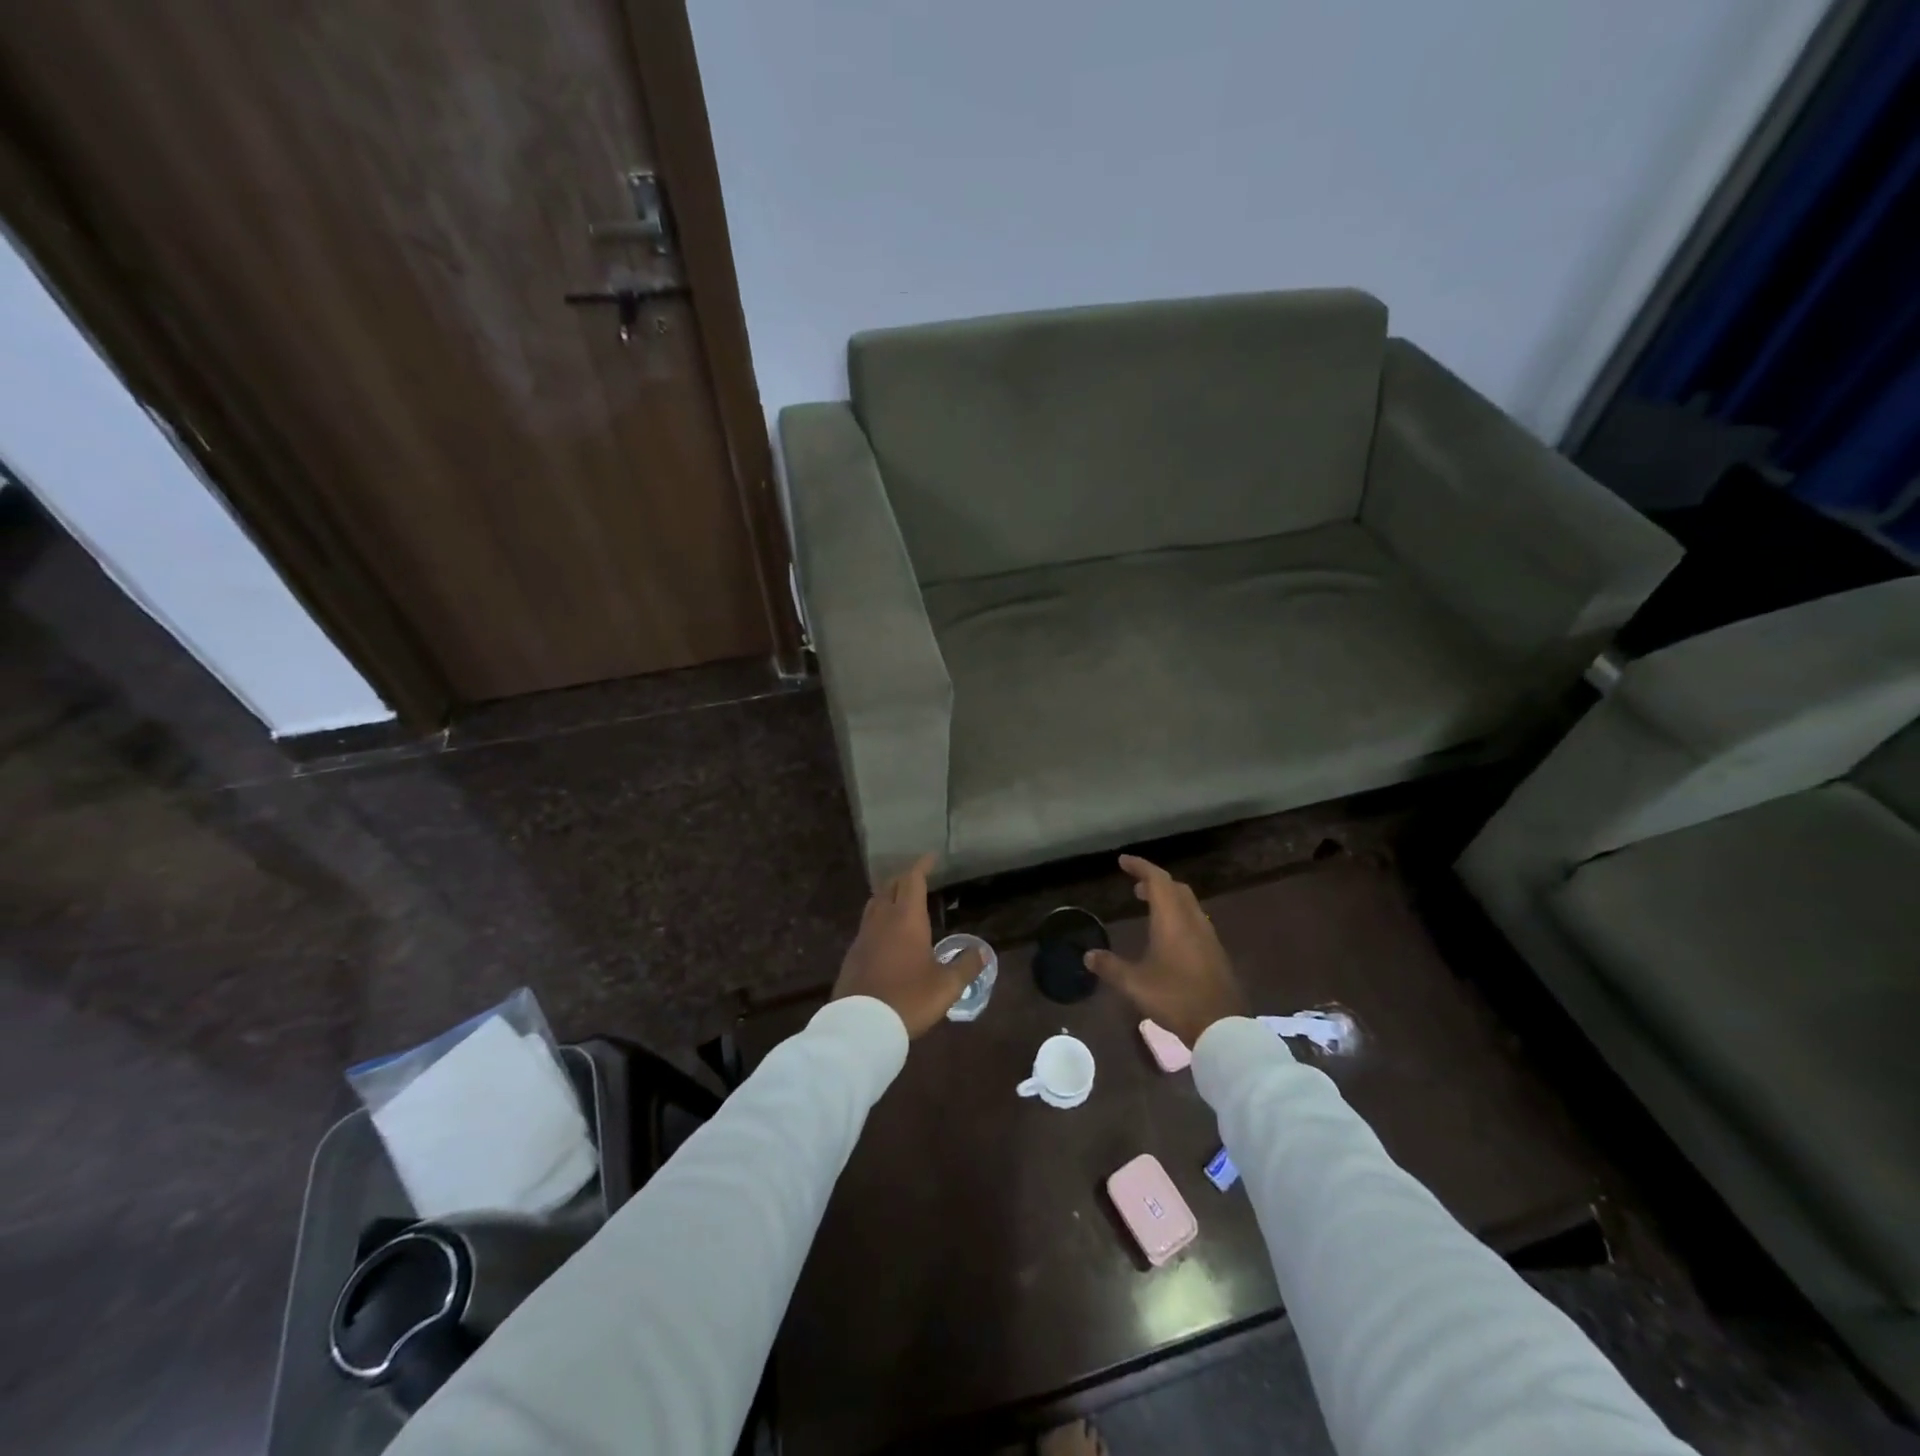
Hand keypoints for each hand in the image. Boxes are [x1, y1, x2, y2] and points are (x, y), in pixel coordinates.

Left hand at [833, 854, 982, 1036]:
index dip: (922, 866)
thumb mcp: (947, 986)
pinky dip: (879, 918)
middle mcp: (882, 920)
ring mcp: (863, 936)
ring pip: (875, 904)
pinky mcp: (853, 954)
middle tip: (918, 878)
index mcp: (906, 919)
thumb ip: (966, 965)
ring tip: (900, 901)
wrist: (862, 1025)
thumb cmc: (909, 999)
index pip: (913, 880)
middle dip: (904, 878)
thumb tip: (981, 951)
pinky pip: (867, 925)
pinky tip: (886, 934)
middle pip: (890, 887)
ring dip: (888, 896)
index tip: (931, 857)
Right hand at [1084, 855, 1245, 1047]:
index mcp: (1172, 919)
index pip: (1157, 879)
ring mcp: (1208, 936)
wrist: (1221, 1025)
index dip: (1140, 866)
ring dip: (1169, 899)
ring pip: (1188, 904)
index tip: (1123, 861)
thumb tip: (1088, 956)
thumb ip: (1110, 967)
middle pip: (1175, 888)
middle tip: (1135, 887)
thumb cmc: (1174, 997)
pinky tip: (1169, 937)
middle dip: (1155, 882)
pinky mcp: (1215, 953)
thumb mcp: (1134, 983)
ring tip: (1150, 908)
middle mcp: (1192, 920)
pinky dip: (1179, 917)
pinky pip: (1195, 921)